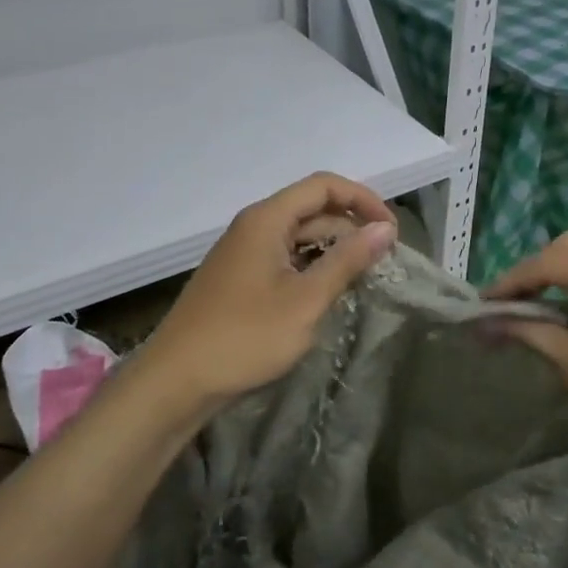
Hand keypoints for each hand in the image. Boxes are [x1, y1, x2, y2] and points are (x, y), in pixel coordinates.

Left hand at [136, 173, 397, 418]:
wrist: (176, 382)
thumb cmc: (245, 337)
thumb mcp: (306, 300)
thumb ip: (347, 260)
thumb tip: (384, 228)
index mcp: (267, 219)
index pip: (324, 186)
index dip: (362, 199)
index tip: (392, 231)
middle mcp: (254, 226)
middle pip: (312, 209)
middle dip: (351, 228)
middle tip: (382, 263)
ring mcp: (244, 253)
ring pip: (299, 236)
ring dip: (333, 250)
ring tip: (361, 280)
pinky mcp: (240, 278)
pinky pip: (285, 258)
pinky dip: (312, 268)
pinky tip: (327, 294)